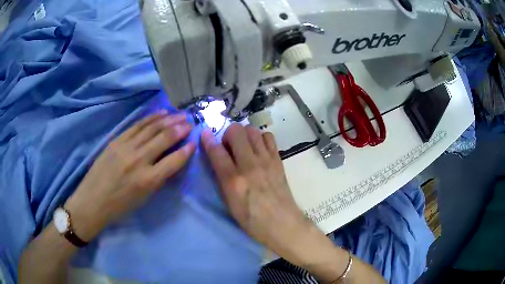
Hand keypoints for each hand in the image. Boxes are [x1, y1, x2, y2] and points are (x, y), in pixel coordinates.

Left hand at [65, 111, 195, 240]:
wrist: (93, 200)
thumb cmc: (120, 205)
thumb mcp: (144, 198)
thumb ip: (158, 178)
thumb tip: (169, 161)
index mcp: (148, 180)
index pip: (174, 160)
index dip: (187, 150)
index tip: (194, 142)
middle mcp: (139, 160)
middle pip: (164, 138)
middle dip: (180, 129)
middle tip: (190, 121)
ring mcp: (126, 147)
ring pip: (151, 128)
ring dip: (168, 120)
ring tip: (180, 114)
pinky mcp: (116, 140)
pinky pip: (137, 126)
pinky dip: (151, 118)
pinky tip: (160, 113)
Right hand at [201, 124, 311, 262]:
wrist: (282, 223)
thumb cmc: (252, 220)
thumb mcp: (230, 204)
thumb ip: (222, 179)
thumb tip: (217, 159)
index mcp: (233, 181)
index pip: (216, 152)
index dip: (207, 139)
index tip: (204, 134)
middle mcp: (249, 165)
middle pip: (236, 132)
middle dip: (228, 133)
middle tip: (228, 145)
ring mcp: (266, 161)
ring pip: (252, 130)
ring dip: (244, 134)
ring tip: (243, 146)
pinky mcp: (278, 160)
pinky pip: (268, 137)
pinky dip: (261, 138)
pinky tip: (258, 149)